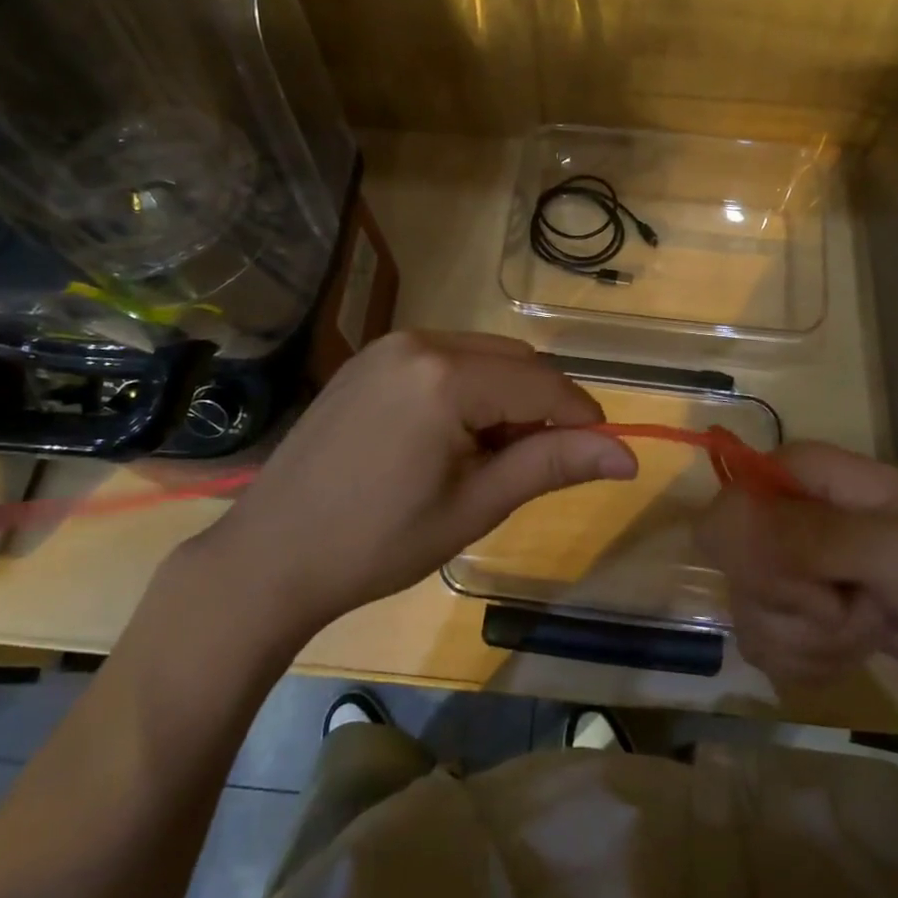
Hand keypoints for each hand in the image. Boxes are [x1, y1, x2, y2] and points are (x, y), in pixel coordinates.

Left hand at [187, 331, 634, 633]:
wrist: (270, 556)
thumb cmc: (377, 543)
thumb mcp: (475, 505)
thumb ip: (552, 465)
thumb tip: (628, 456)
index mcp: (446, 376)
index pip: (543, 385)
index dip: (582, 417)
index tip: (602, 455)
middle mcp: (421, 341)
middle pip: (515, 361)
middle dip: (542, 406)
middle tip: (536, 464)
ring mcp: (390, 345)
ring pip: (483, 356)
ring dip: (507, 396)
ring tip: (492, 455)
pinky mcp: (371, 358)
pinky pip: (445, 358)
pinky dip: (469, 387)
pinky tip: (453, 435)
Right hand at [695, 441, 897, 684]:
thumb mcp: (891, 546)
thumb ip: (814, 536)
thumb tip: (726, 524)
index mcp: (793, 475)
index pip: (728, 510)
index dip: (758, 557)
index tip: (814, 584)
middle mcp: (775, 513)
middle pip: (737, 571)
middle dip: (799, 608)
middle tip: (854, 602)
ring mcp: (779, 563)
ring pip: (750, 615)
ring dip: (812, 640)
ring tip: (864, 622)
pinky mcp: (787, 610)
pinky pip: (764, 647)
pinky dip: (810, 662)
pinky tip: (849, 649)